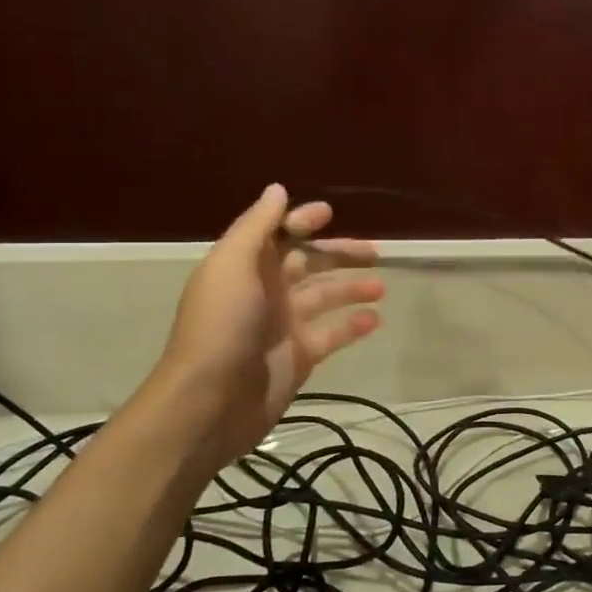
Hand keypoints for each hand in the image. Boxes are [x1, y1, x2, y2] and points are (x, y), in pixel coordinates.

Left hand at [155, 184, 383, 460]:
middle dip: (339, 254)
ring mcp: (284, 325)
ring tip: (381, 287)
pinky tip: (375, 319)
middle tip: (375, 253)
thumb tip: (278, 189)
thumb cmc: (221, 325)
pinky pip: (332, 334)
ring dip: (352, 288)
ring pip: (325, 297)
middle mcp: (266, 291)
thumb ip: (257, 226)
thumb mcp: (233, 265)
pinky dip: (353, 325)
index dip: (300, 221)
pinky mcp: (300, 356)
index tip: (329, 215)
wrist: (210, 401)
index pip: (278, 234)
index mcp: (246, 266)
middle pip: (308, 263)